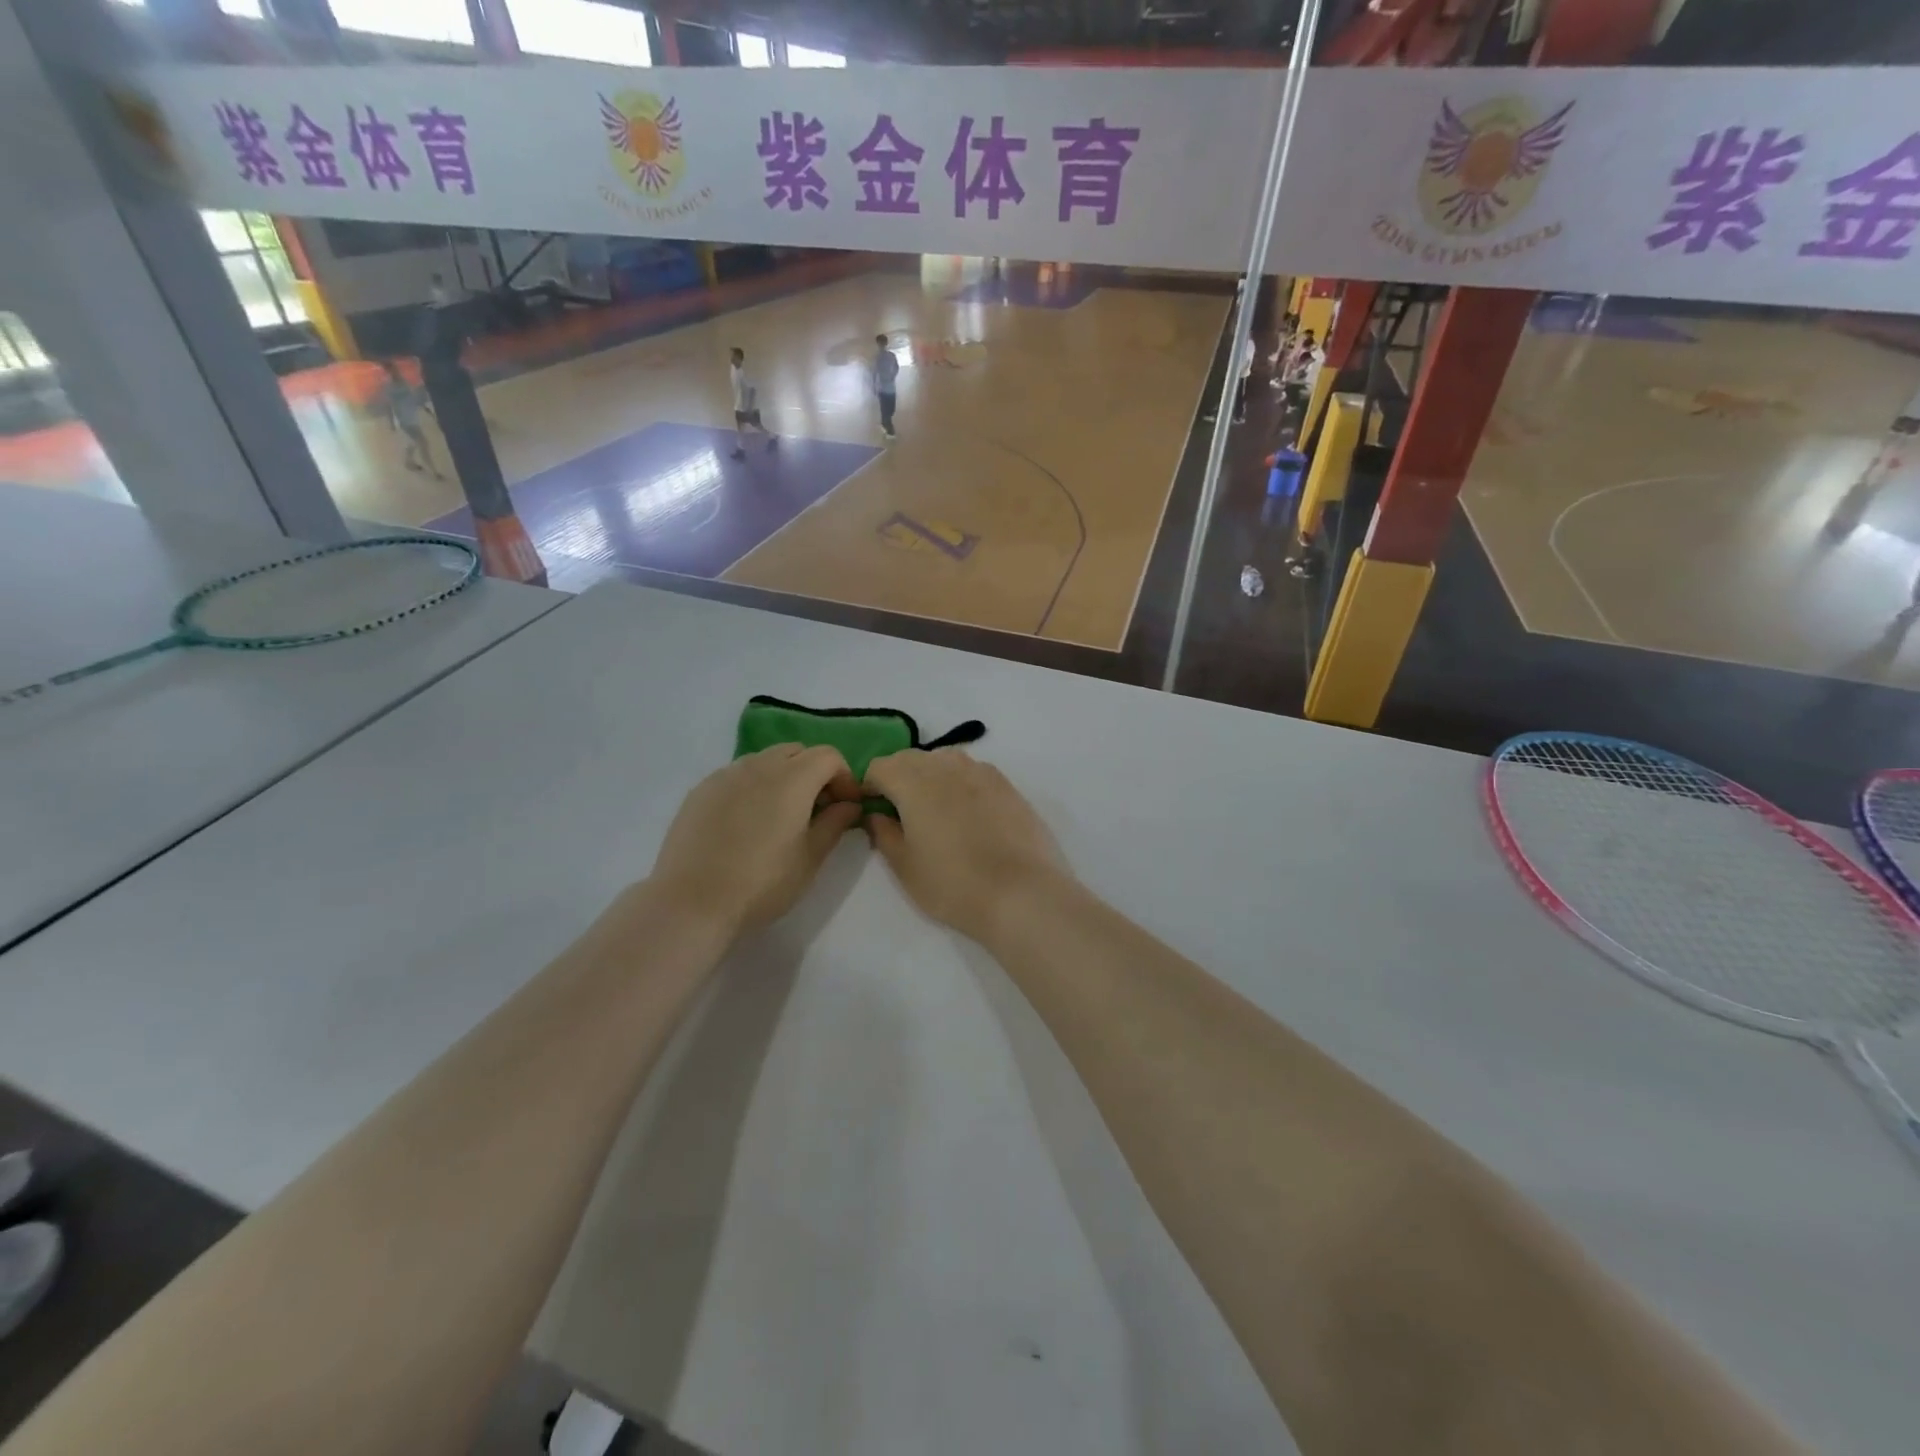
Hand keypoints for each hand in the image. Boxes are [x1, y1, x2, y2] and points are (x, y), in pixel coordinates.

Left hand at [651, 745, 862, 932]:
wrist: (692, 901)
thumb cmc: (762, 883)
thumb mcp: (810, 858)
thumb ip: (835, 824)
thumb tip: (849, 805)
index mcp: (792, 779)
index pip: (828, 756)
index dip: (844, 777)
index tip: (845, 807)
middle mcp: (759, 766)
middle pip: (797, 751)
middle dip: (814, 772)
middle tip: (816, 809)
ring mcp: (725, 775)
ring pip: (765, 760)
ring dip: (783, 777)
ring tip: (780, 815)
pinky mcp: (701, 790)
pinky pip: (737, 775)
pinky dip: (753, 787)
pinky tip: (746, 822)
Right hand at [863, 749, 1068, 943]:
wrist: (1022, 893)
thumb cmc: (954, 885)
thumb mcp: (905, 867)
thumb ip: (884, 834)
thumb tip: (877, 815)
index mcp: (914, 783)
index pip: (880, 767)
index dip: (869, 786)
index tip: (872, 810)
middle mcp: (947, 766)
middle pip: (911, 758)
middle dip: (898, 776)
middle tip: (899, 811)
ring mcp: (981, 772)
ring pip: (944, 759)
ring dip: (930, 775)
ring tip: (933, 809)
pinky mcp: (1007, 784)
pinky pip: (972, 770)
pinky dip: (959, 781)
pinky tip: (966, 811)